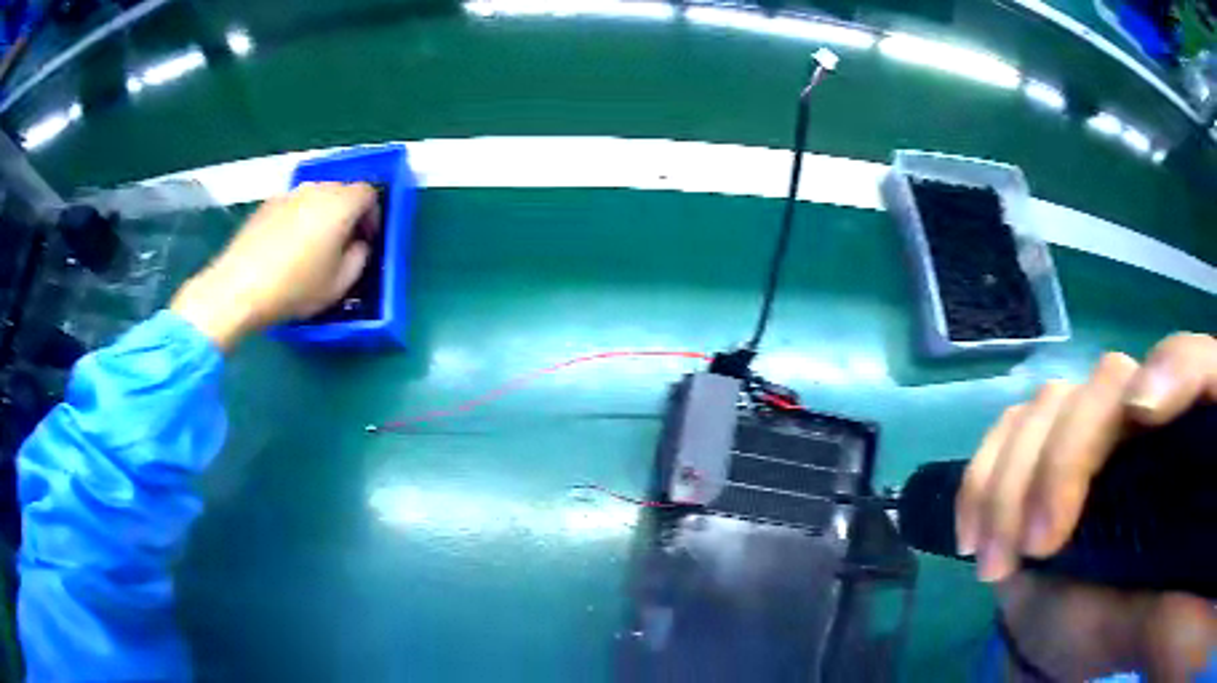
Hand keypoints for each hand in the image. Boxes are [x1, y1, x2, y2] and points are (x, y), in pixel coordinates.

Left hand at [171, 182, 379, 349]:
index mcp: (341, 204)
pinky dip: (298, 219)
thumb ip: (359, 258)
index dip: (372, 217)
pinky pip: (293, 206)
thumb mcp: (339, 285)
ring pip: (316, 197)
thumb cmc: (294, 288)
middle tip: (342, 245)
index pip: (369, 194)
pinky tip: (287, 248)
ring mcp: (289, 194)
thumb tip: (357, 245)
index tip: (366, 241)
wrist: (239, 288)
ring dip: (322, 215)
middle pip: (342, 190)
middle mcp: (317, 189)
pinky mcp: (266, 205)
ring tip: (313, 247)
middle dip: (347, 213)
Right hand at [956, 333, 1216, 679]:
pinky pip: (1007, 428)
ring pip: (1049, 403)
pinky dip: (983, 475)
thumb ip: (1170, 591)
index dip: (1178, 369)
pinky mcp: (1043, 450)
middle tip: (1038, 545)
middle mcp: (1145, 416)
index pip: (1199, 365)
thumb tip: (1177, 554)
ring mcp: (1091, 430)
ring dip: (1011, 480)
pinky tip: (972, 534)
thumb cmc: (1128, 622)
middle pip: (1109, 381)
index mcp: (1188, 442)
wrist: (1081, 632)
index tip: (1145, 414)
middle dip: (1067, 459)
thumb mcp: (1155, 616)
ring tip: (997, 562)